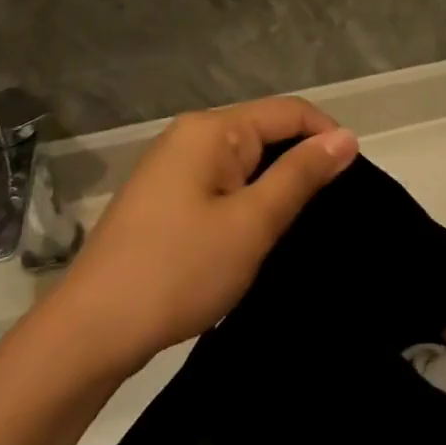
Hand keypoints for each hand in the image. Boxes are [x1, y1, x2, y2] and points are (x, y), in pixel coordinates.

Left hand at [51, 97, 357, 365]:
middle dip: (302, 164)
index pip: (290, 112)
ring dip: (276, 187)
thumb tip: (346, 136)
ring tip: (298, 227)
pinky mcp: (164, 198)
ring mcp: (172, 167)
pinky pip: (223, 183)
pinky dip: (248, 202)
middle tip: (329, 212)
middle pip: (266, 132)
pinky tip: (257, 235)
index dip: (328, 138)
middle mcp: (190, 136)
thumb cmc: (180, 271)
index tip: (354, 182)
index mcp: (212, 130)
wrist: (91, 332)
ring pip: (246, 162)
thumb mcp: (253, 222)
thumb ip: (301, 174)